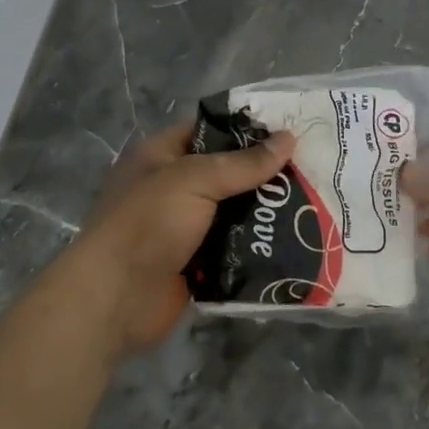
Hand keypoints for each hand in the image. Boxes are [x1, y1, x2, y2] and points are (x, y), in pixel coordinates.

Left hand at [58, 121, 296, 359]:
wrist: (115, 298)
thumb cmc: (147, 224)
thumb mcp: (194, 180)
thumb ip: (243, 163)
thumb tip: (289, 138)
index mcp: (160, 156)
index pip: (209, 130)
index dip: (246, 129)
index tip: (290, 131)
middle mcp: (172, 187)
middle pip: (226, 173)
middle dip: (264, 174)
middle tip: (311, 170)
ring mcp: (183, 227)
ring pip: (233, 212)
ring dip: (264, 212)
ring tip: (313, 203)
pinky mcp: (196, 263)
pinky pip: (233, 248)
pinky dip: (256, 246)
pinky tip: (294, 240)